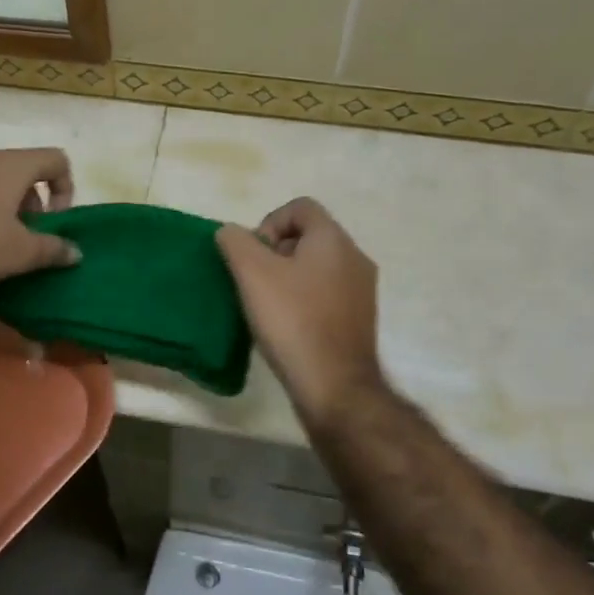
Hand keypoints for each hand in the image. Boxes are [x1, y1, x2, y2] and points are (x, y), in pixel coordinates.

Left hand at [0, 146, 80, 290]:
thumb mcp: (20, 253)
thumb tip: (76, 252)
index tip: (54, 222)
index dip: (65, 189)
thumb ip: (53, 249)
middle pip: (24, 170)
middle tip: (27, 236)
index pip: (56, 159)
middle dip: (33, 203)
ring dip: (6, 206)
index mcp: (11, 164)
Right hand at [216, 197, 385, 425]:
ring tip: (267, 305)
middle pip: (308, 236)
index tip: (254, 255)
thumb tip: (231, 232)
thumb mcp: (251, 272)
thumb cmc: (292, 320)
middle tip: (255, 280)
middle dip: (276, 251)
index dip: (269, 222)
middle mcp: (355, 257)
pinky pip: (326, 294)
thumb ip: (235, 241)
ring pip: (317, 267)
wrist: (334, 386)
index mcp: (334, 239)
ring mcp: (362, 290)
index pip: (300, 207)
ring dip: (289, 277)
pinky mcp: (360, 319)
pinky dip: (304, 300)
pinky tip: (287, 325)